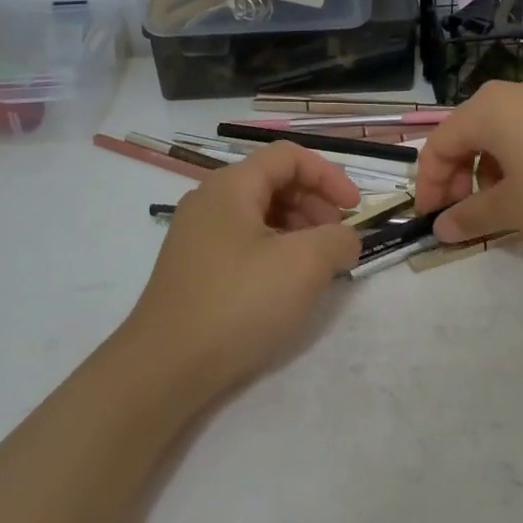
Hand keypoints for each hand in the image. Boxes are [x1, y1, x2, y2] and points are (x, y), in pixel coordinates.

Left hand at [121, 142, 361, 400]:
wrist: (167, 366)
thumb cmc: (239, 303)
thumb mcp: (304, 265)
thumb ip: (338, 240)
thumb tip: (346, 239)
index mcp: (230, 186)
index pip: (288, 156)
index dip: (329, 176)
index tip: (355, 210)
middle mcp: (209, 202)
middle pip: (273, 182)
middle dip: (315, 204)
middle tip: (337, 241)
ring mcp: (198, 236)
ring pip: (260, 215)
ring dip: (298, 230)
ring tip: (318, 267)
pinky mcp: (196, 268)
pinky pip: (244, 243)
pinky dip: (275, 252)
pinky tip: (288, 285)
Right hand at [416, 81, 522, 246]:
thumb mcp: (513, 209)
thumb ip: (471, 217)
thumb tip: (441, 228)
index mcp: (486, 110)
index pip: (438, 145)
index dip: (428, 185)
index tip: (431, 219)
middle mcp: (510, 96)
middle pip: (465, 137)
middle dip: (456, 179)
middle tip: (462, 216)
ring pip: (496, 138)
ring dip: (485, 175)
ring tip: (500, 209)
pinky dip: (514, 165)